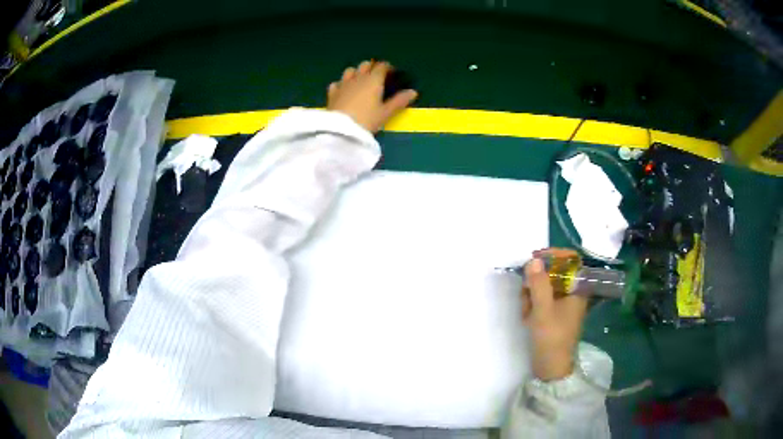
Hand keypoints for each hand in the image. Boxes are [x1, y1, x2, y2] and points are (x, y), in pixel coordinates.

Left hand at [327, 60, 417, 133]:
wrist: (341, 130)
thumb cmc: (367, 120)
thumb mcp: (385, 113)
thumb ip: (399, 101)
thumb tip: (413, 92)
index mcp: (373, 80)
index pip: (381, 66)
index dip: (387, 67)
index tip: (392, 73)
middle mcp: (358, 78)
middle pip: (365, 65)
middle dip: (372, 67)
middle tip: (377, 77)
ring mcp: (343, 84)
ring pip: (350, 70)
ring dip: (356, 72)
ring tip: (360, 81)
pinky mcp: (332, 93)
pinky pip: (337, 83)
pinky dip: (341, 84)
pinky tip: (344, 90)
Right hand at [521, 248, 588, 380]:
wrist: (551, 368)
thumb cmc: (551, 338)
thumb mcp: (543, 310)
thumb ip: (539, 284)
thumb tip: (534, 260)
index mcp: (578, 290)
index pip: (570, 261)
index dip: (553, 256)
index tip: (534, 259)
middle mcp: (573, 293)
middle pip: (553, 274)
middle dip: (536, 282)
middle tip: (526, 294)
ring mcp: (563, 304)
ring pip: (545, 287)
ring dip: (532, 295)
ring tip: (526, 312)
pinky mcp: (555, 314)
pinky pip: (542, 300)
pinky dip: (533, 305)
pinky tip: (527, 318)